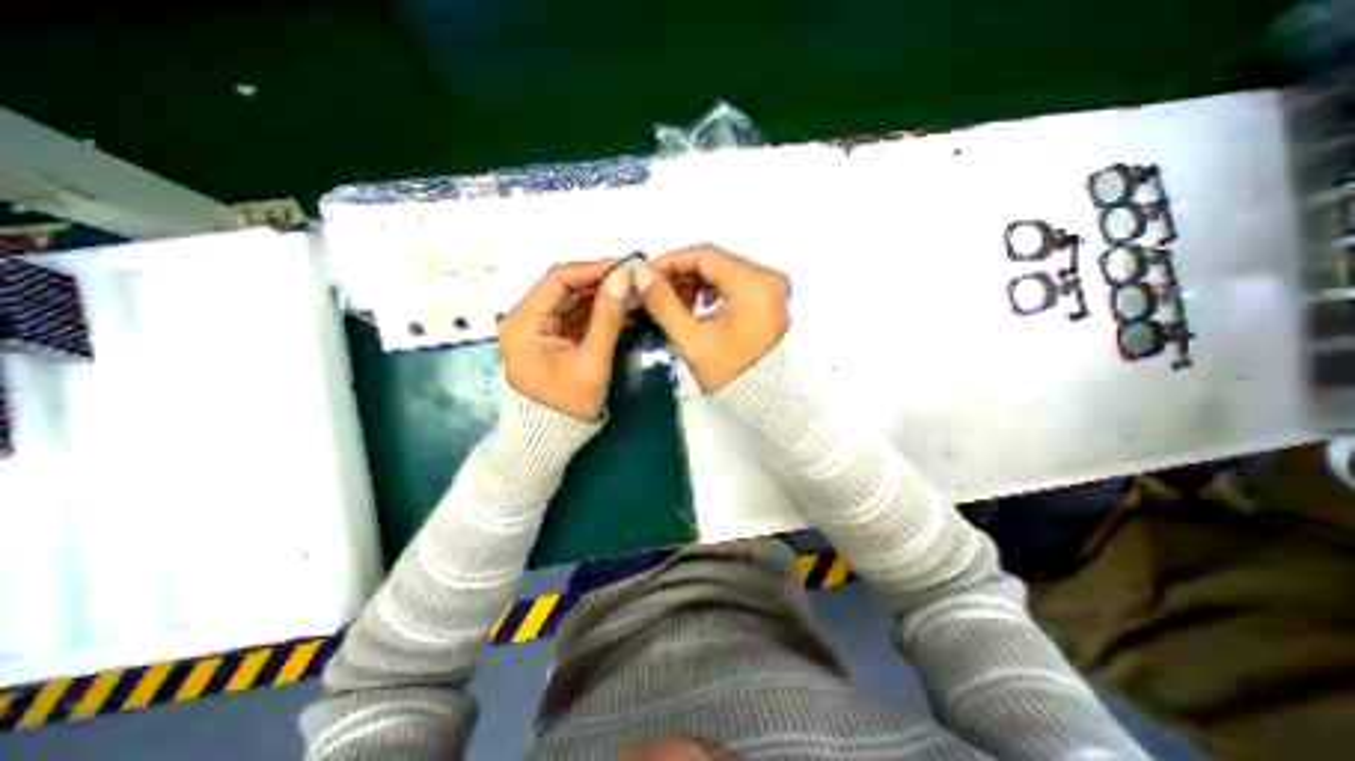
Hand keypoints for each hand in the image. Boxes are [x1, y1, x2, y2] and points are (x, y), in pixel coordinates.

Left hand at [500, 257, 631, 415]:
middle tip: (634, 279)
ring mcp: (536, 328)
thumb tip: (623, 278)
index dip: (594, 269)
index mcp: (524, 321)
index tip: (625, 267)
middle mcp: (524, 318)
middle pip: (564, 288)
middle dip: (600, 283)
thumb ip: (607, 317)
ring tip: (632, 292)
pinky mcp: (549, 338)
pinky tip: (620, 309)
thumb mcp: (592, 360)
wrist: (549, 437)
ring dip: (600, 296)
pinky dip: (596, 313)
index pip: (559, 279)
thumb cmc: (567, 403)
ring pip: (571, 301)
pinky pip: (574, 317)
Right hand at [639, 245, 790, 391]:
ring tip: (671, 303)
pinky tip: (694, 307)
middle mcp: (769, 281)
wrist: (763, 402)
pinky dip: (711, 293)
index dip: (671, 262)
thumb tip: (643, 277)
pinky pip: (734, 286)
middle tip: (654, 290)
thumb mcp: (692, 339)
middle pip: (715, 264)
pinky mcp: (768, 303)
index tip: (647, 275)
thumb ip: (663, 304)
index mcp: (755, 284)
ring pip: (723, 274)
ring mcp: (771, 291)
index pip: (705, 256)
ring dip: (694, 284)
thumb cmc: (732, 375)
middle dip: (681, 275)